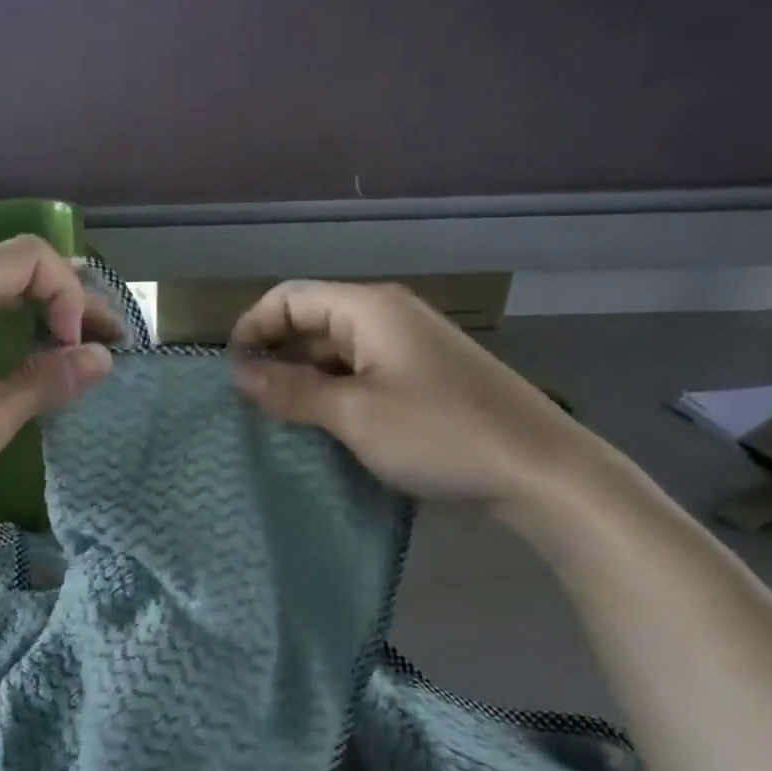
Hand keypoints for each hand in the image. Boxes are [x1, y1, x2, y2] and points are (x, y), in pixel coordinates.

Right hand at [229, 281, 609, 510]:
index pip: (289, 298)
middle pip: (311, 320)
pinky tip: (322, 426)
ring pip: (334, 351)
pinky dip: (332, 392)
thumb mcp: (353, 413)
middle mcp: (387, 316)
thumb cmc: (439, 434)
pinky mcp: (422, 378)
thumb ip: (291, 389)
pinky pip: (360, 373)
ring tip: (277, 419)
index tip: (230, 374)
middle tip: (248, 403)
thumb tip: (238, 373)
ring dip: (301, 378)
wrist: (541, 472)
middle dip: (274, 355)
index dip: (252, 328)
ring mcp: (408, 347)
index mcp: (369, 309)